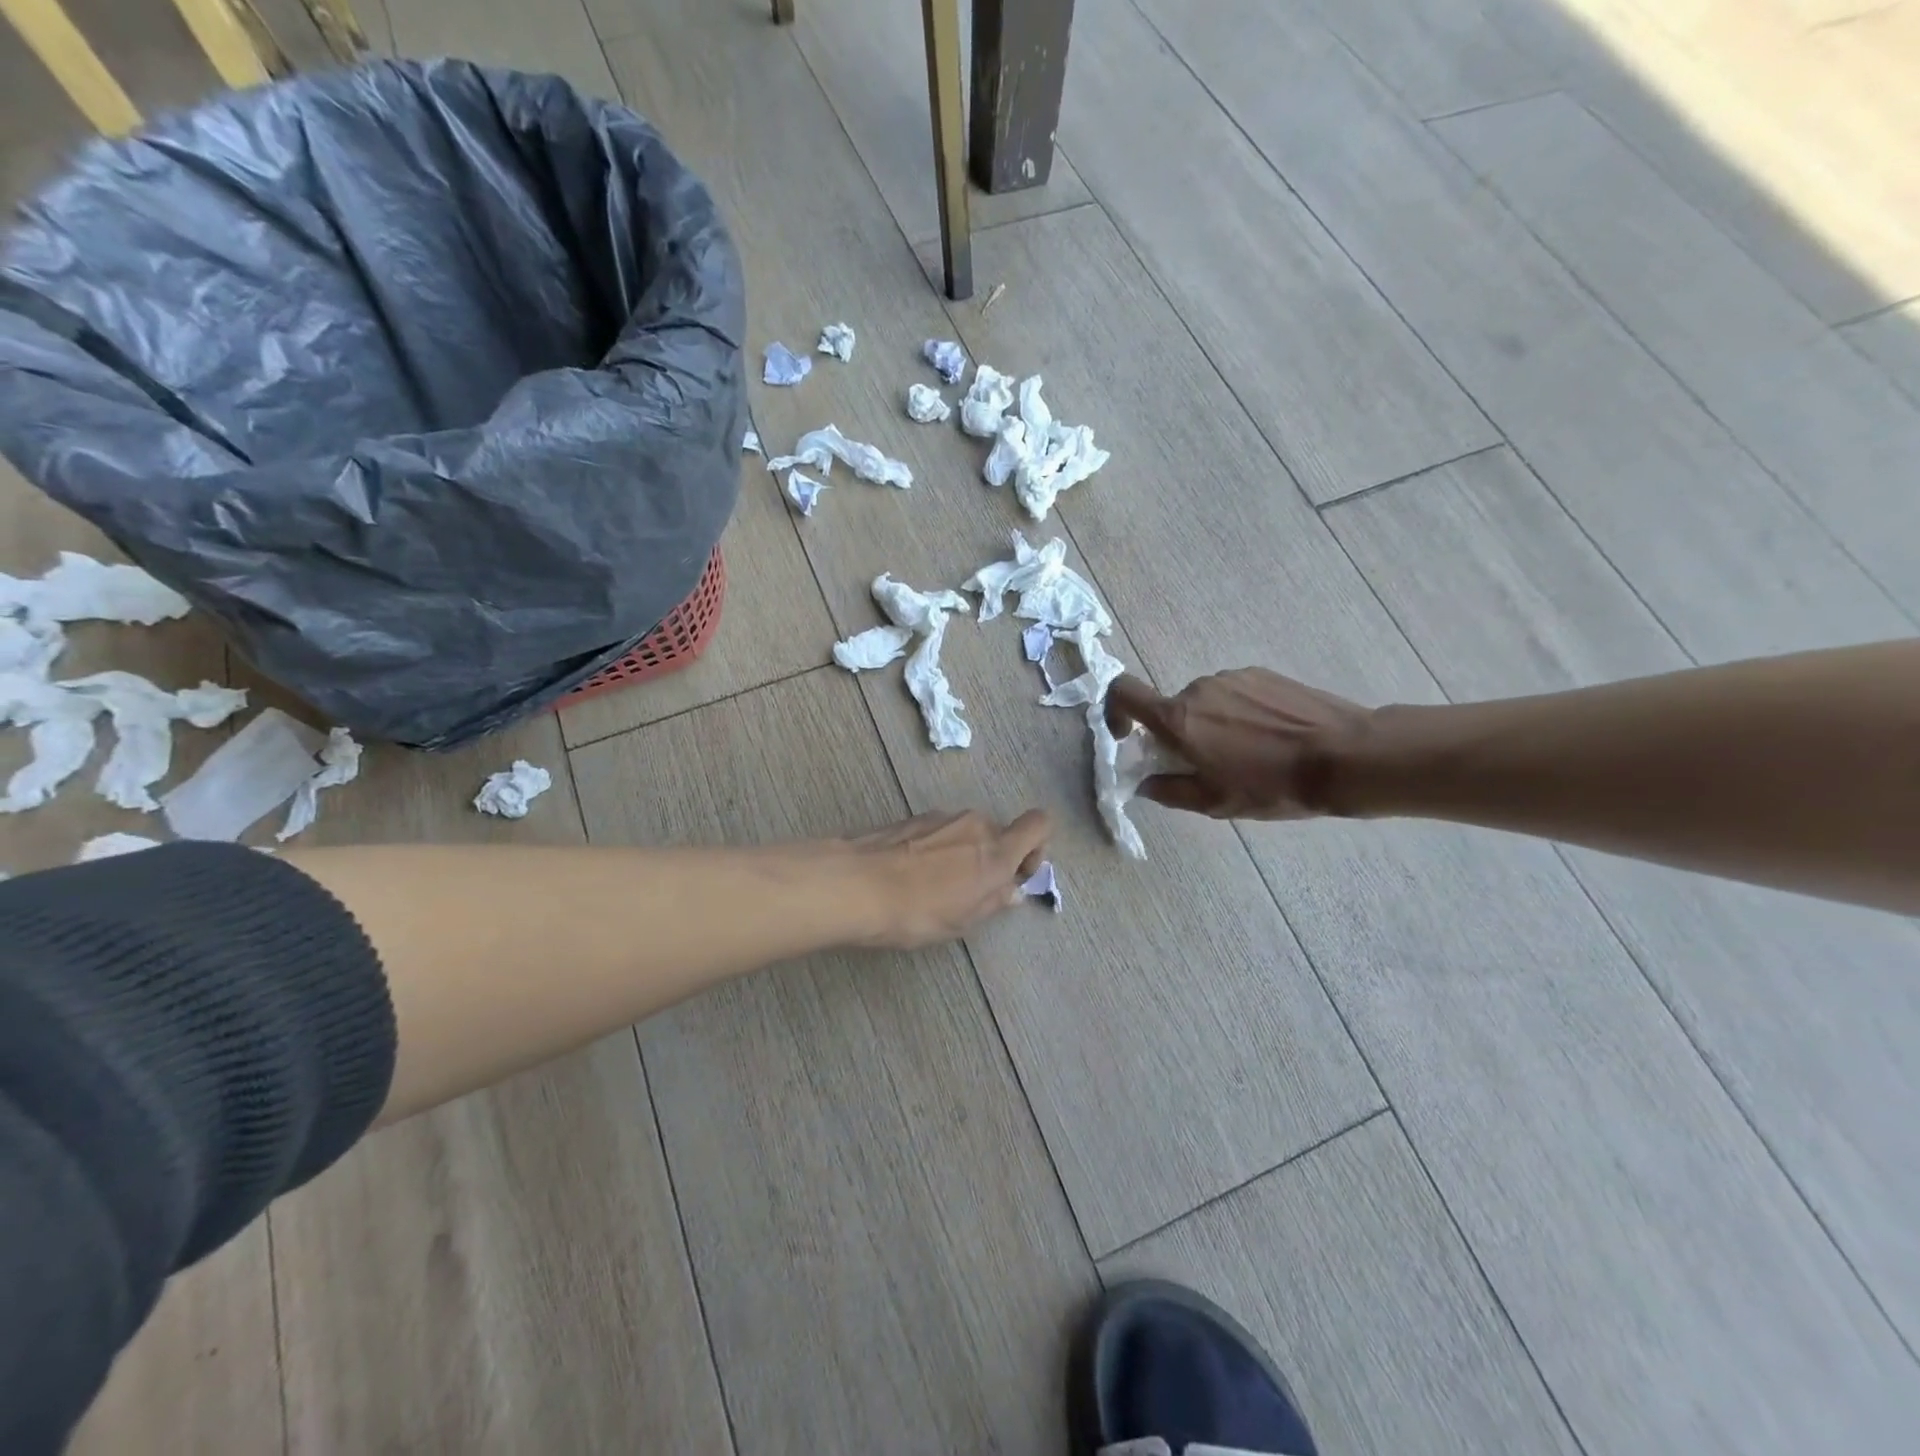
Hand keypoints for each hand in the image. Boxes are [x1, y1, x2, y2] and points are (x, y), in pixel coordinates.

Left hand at [845, 809, 1051, 949]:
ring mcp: (941, 817)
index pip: (1039, 824)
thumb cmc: (918, 911)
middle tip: (972, 891)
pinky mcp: (913, 818)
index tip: (1017, 874)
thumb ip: (994, 900)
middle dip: (993, 857)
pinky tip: (913, 875)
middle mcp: (974, 824)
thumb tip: (1012, 890)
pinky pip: (940, 832)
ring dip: (963, 854)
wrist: (856, 885)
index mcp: (996, 850)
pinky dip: (937, 849)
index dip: (1036, 847)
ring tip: (935, 887)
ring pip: (967, 832)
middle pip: (999, 832)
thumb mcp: (963, 920)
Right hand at [1106, 670, 1369, 819]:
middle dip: (1179, 735)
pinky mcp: (1263, 674)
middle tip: (1209, 766)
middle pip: (1171, 708)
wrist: (1344, 756)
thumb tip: (1146, 783)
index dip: (1115, 711)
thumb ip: (1169, 790)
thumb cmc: (1272, 785)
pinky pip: (1235, 694)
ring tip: (1248, 755)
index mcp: (1179, 718)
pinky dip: (1240, 715)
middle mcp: (1198, 688)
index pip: (1123, 692)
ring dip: (1212, 726)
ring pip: (1205, 703)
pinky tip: (1270, 739)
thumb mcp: (1215, 802)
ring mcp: (1233, 677)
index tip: (1128, 736)